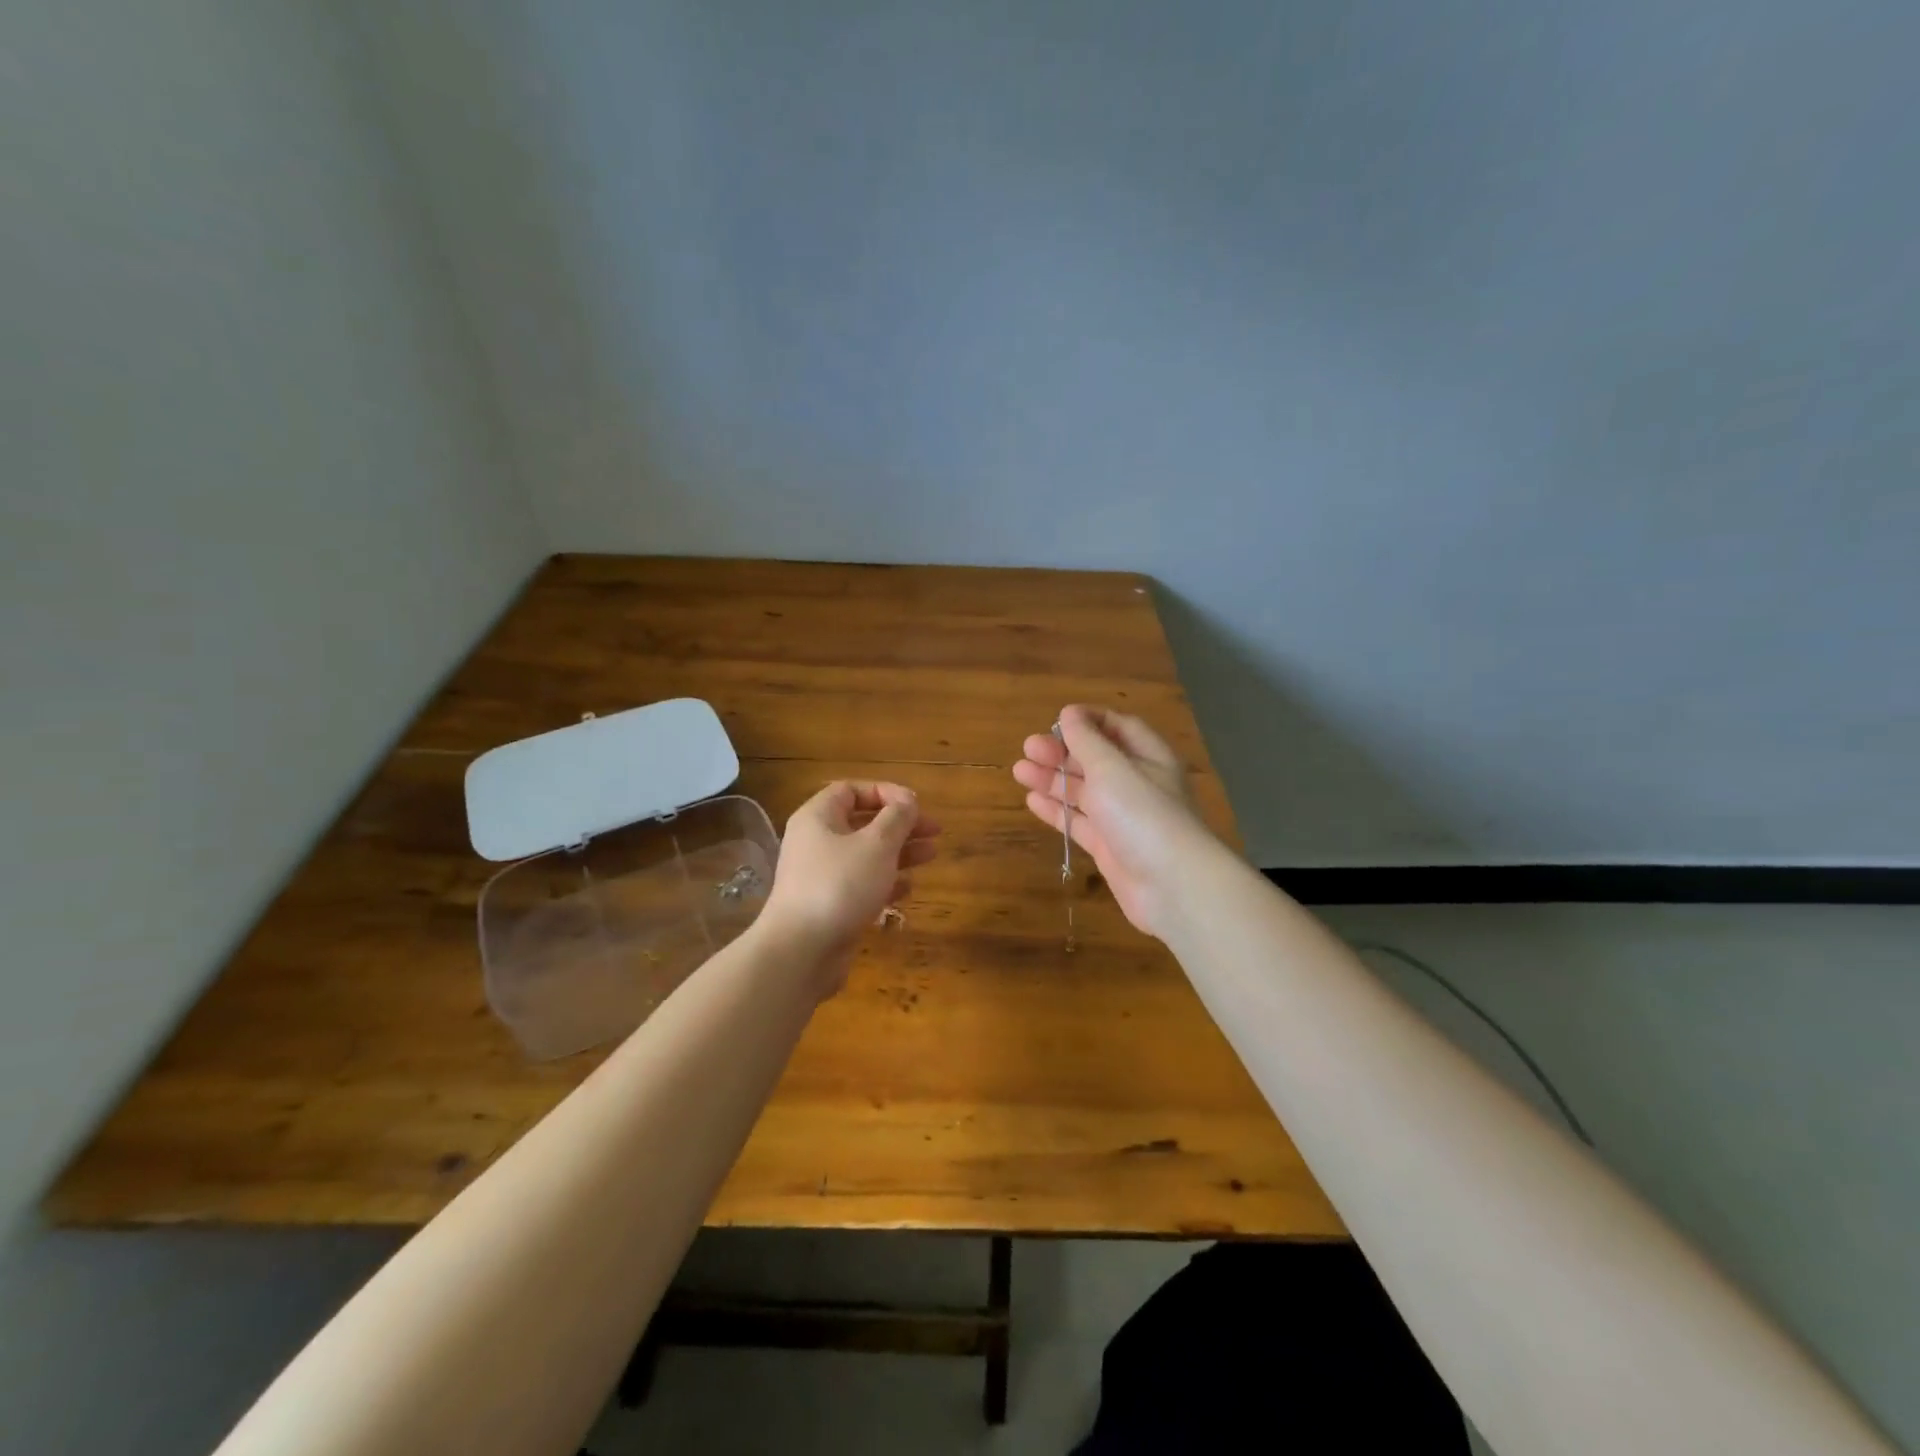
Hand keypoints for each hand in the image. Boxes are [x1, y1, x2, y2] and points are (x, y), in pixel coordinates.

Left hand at [761, 780, 939, 993]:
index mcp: (818, 818)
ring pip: (866, 855)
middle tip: (934, 831)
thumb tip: (907, 801)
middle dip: (900, 824)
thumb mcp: (877, 844)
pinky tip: (908, 888)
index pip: (852, 790)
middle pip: (863, 822)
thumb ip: (897, 818)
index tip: (915, 805)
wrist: (801, 951)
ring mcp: (821, 876)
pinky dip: (885, 882)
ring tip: (932, 854)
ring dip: (899, 852)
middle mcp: (816, 842)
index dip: (885, 792)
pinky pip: (861, 884)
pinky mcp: (830, 906)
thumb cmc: (840, 885)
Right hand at [1013, 704, 1215, 939]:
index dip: (1089, 720)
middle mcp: (1137, 784)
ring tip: (1019, 771)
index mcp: (1149, 757)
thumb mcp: (1112, 768)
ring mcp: (1123, 818)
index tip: (1057, 719)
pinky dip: (1057, 811)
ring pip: (1084, 791)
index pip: (1119, 727)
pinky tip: (1032, 801)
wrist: (1172, 886)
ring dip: (1053, 779)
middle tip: (1028, 748)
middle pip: (1096, 759)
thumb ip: (1087, 740)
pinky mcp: (1110, 847)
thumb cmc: (1143, 814)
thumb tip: (1069, 714)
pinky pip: (1079, 822)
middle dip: (1062, 751)